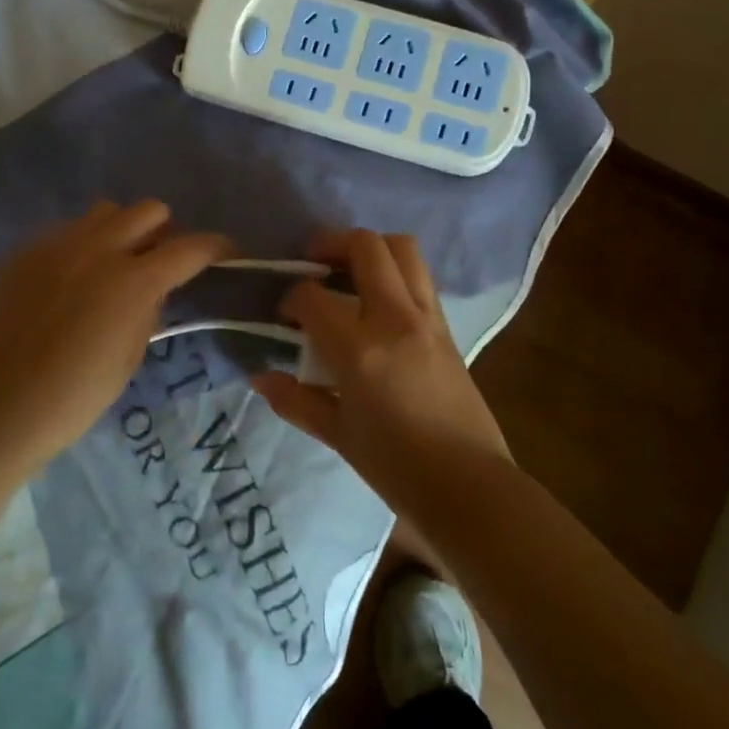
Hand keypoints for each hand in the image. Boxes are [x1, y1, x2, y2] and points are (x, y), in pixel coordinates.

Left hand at [0, 200, 228, 472]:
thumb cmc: (73, 397)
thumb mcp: (130, 357)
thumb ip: (149, 310)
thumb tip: (155, 289)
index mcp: (133, 281)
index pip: (191, 247)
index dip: (217, 247)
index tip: (229, 253)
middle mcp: (98, 249)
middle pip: (149, 210)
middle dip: (165, 232)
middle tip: (161, 263)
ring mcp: (56, 245)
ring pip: (106, 212)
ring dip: (123, 231)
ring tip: (115, 265)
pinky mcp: (24, 253)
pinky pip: (66, 232)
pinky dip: (83, 246)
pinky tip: (72, 281)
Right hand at [251, 230, 510, 498]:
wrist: (468, 485)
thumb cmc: (396, 466)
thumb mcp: (338, 435)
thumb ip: (296, 400)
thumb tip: (260, 377)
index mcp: (361, 349)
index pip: (313, 297)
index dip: (291, 296)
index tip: (284, 312)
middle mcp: (396, 319)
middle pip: (367, 247)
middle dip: (332, 243)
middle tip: (313, 261)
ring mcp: (428, 318)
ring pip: (403, 249)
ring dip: (371, 248)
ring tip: (349, 269)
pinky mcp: (447, 326)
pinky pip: (420, 277)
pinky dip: (395, 271)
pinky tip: (378, 299)